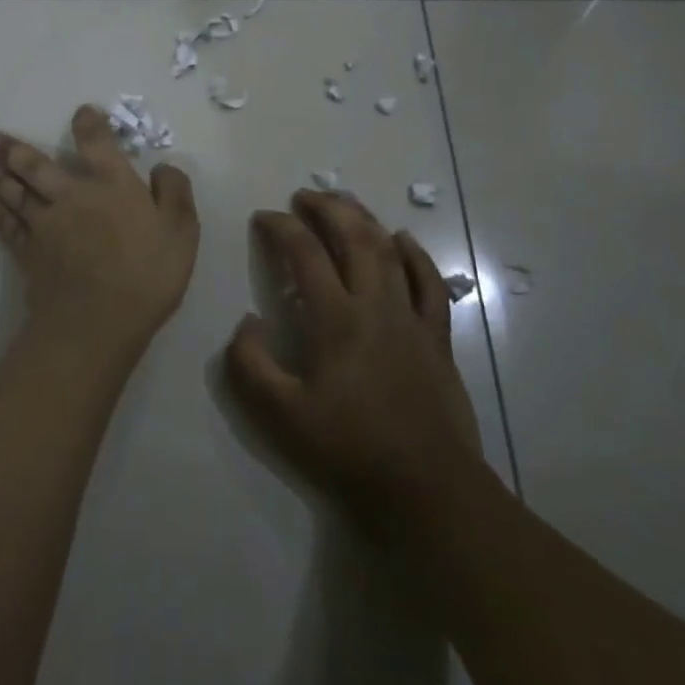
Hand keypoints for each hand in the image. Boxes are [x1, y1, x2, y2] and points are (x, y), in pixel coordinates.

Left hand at [0, 104, 199, 359]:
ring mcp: (45, 225)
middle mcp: (72, 195)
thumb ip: (175, 192)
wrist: (97, 322)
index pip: (96, 143)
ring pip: (14, 194)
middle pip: (35, 166)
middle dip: (11, 149)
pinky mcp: (30, 254)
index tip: (81, 113)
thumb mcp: (181, 231)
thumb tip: (163, 167)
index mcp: (111, 184)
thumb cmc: (146, 275)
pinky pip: (8, 228)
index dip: (88, 124)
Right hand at [224, 191, 488, 540]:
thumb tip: (247, 321)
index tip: (263, 217)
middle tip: (304, 196)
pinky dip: (416, 255)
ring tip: (344, 203)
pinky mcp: (437, 337)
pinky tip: (403, 239)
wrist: (426, 488)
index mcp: (336, 319)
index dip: (281, 227)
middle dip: (327, 209)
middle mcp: (376, 306)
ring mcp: (411, 319)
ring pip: (390, 251)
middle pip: (354, 238)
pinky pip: (429, 283)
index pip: (305, 254)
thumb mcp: (280, 414)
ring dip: (365, 220)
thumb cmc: (348, 449)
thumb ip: (250, 364)